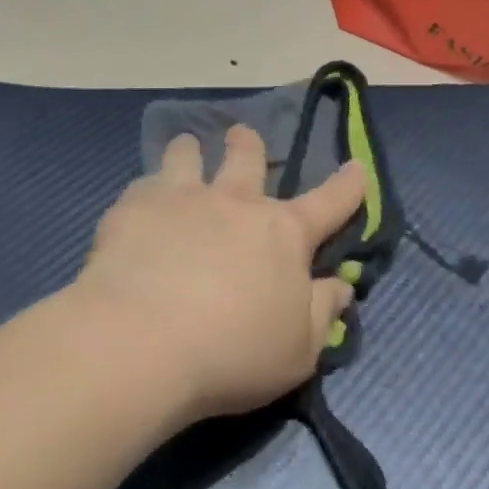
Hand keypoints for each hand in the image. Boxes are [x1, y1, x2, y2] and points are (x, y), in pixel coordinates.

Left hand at [73, 126, 367, 421]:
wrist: (141, 344)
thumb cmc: (233, 352)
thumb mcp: (298, 349)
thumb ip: (323, 313)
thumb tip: (341, 285)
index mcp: (284, 233)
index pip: (330, 202)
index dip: (348, 185)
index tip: (356, 167)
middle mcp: (236, 203)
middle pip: (247, 157)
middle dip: (248, 144)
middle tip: (241, 135)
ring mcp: (182, 200)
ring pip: (187, 156)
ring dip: (190, 151)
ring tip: (186, 148)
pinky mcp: (132, 210)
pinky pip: (142, 186)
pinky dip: (147, 191)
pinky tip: (139, 203)